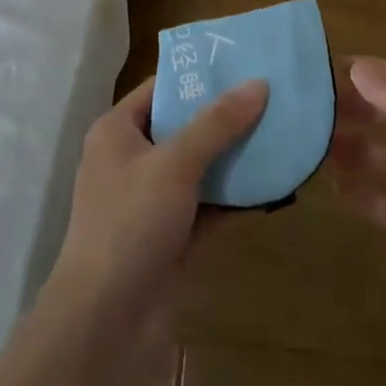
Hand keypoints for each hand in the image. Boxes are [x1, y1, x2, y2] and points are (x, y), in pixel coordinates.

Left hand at [50, 75, 268, 320]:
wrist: (105, 321)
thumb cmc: (130, 222)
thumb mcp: (175, 162)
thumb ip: (217, 123)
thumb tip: (258, 83)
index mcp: (117, 131)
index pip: (161, 88)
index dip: (199, 75)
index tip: (243, 64)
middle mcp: (131, 159)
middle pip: (183, 126)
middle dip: (225, 117)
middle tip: (272, 98)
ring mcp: (150, 201)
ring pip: (198, 168)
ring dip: (234, 157)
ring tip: (281, 135)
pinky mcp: (169, 236)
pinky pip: (206, 205)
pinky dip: (233, 197)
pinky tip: (273, 185)